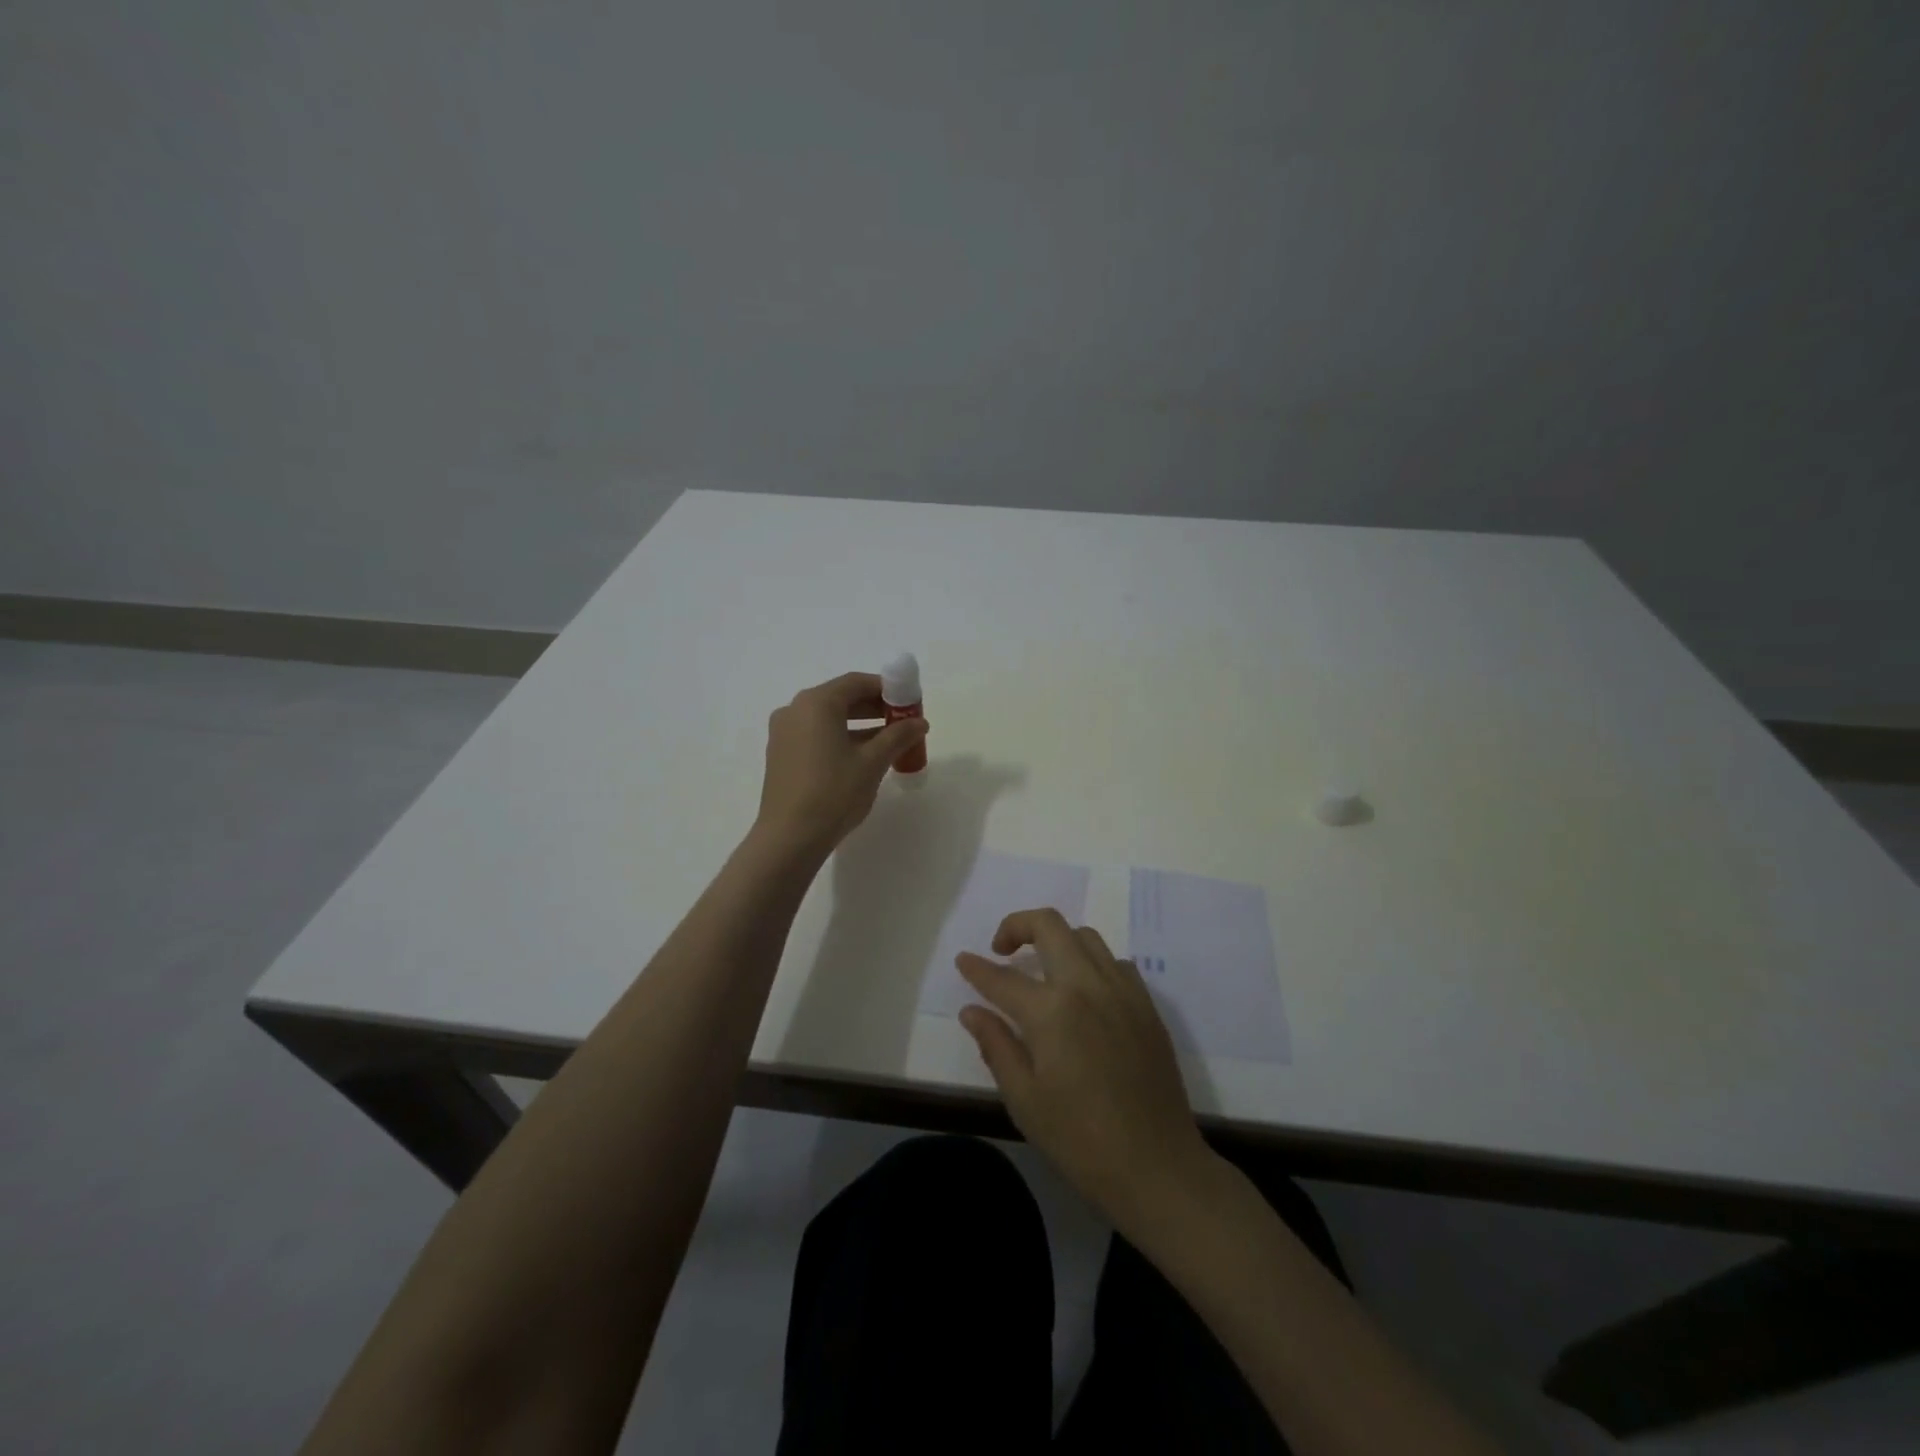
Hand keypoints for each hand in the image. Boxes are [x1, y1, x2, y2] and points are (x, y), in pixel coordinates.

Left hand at [755, 672, 927, 854]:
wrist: (789, 838)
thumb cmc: (834, 793)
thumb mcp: (872, 762)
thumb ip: (898, 736)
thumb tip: (919, 722)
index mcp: (816, 703)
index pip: (856, 682)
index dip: (887, 689)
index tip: (909, 703)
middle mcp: (795, 709)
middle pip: (841, 698)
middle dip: (874, 707)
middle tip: (902, 723)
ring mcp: (783, 732)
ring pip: (828, 718)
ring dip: (859, 725)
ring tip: (888, 742)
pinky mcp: (781, 754)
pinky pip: (815, 734)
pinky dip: (840, 738)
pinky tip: (861, 758)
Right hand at [957, 910, 1208, 1219]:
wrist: (1157, 1167)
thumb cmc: (1080, 1140)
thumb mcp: (1024, 1099)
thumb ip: (996, 1045)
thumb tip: (971, 1011)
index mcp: (1052, 1011)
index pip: (1002, 977)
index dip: (976, 968)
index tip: (963, 960)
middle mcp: (1087, 985)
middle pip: (1049, 925)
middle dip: (1017, 926)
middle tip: (1002, 951)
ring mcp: (1122, 991)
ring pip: (1085, 936)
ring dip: (1057, 940)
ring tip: (1042, 969)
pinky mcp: (1146, 1005)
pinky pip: (1115, 962)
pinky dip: (1091, 963)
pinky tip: (1084, 992)